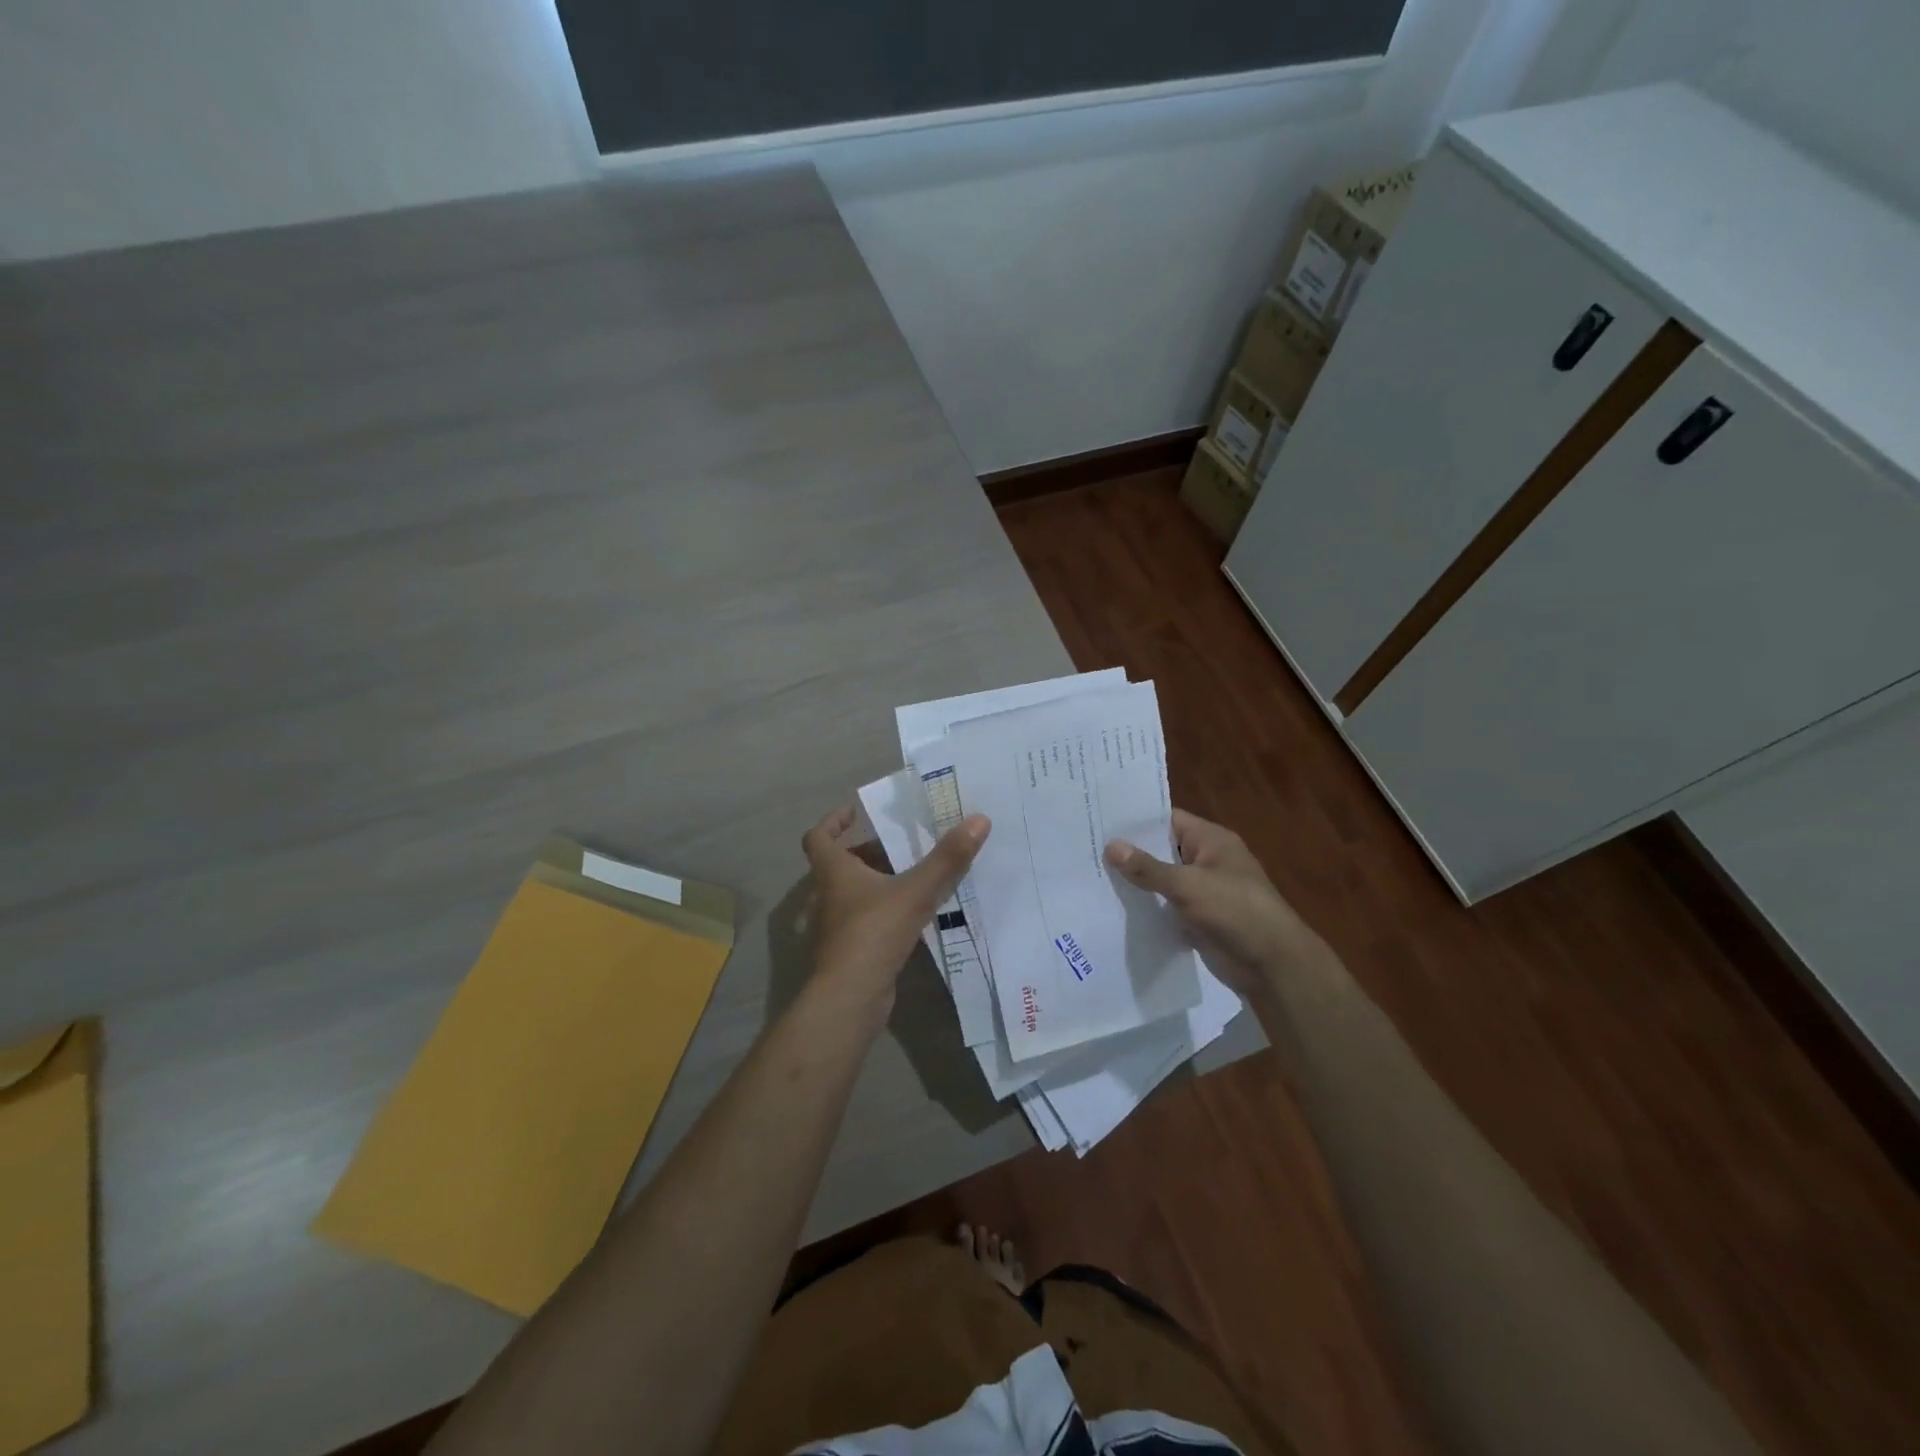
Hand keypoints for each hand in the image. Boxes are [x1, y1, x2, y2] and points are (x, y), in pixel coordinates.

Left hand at [801, 804, 990, 1013]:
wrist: (850, 998)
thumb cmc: (873, 934)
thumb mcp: (915, 892)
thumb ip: (947, 859)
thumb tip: (979, 819)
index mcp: (833, 873)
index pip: (818, 837)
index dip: (833, 821)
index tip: (854, 813)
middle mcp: (827, 896)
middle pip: (839, 865)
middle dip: (866, 853)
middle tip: (898, 847)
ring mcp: (834, 926)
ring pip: (851, 894)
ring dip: (874, 883)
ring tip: (910, 878)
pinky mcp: (846, 951)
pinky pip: (862, 921)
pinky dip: (880, 912)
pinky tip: (909, 917)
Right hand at [1105, 809, 1324, 995]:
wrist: (1272, 965)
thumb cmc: (1235, 911)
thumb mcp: (1188, 885)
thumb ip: (1148, 868)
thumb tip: (1110, 846)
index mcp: (1211, 840)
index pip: (1167, 820)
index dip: (1136, 820)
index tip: (1100, 819)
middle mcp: (1206, 860)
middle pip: (1162, 849)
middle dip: (1130, 851)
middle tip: (1086, 847)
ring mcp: (1203, 890)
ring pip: (1162, 879)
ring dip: (1135, 881)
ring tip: (1090, 875)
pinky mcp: (1198, 917)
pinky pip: (1166, 905)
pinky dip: (1146, 906)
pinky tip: (1113, 906)